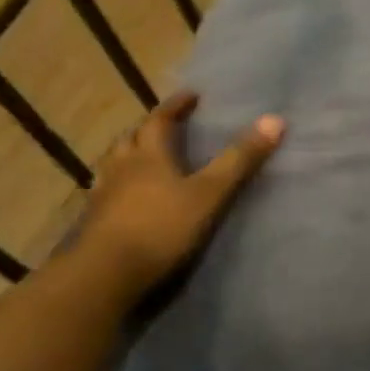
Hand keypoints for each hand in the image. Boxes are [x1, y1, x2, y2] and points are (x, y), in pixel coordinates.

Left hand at [77, 91, 283, 295]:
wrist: (105, 275)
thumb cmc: (162, 227)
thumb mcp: (210, 192)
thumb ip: (240, 159)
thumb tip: (275, 119)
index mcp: (149, 155)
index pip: (160, 120)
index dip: (176, 106)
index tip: (191, 96)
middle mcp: (122, 167)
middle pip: (132, 138)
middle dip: (149, 128)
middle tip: (167, 125)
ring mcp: (103, 195)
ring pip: (114, 164)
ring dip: (130, 154)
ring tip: (145, 156)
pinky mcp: (94, 221)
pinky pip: (107, 190)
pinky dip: (120, 184)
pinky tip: (127, 196)